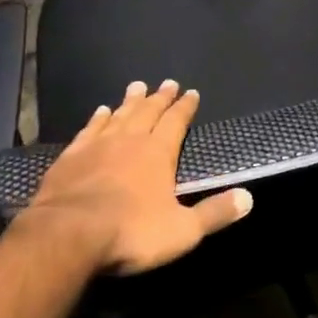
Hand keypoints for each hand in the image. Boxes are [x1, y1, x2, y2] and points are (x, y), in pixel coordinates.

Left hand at [27, 80, 251, 273]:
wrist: (69, 234)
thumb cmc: (131, 232)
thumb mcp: (182, 230)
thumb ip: (214, 213)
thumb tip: (248, 198)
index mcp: (158, 153)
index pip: (176, 122)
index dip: (185, 107)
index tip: (192, 92)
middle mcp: (130, 140)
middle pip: (148, 112)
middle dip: (160, 97)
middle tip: (167, 83)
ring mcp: (98, 146)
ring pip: (119, 115)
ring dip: (130, 101)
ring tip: (137, 86)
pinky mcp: (71, 157)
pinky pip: (89, 130)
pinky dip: (97, 119)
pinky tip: (100, 111)